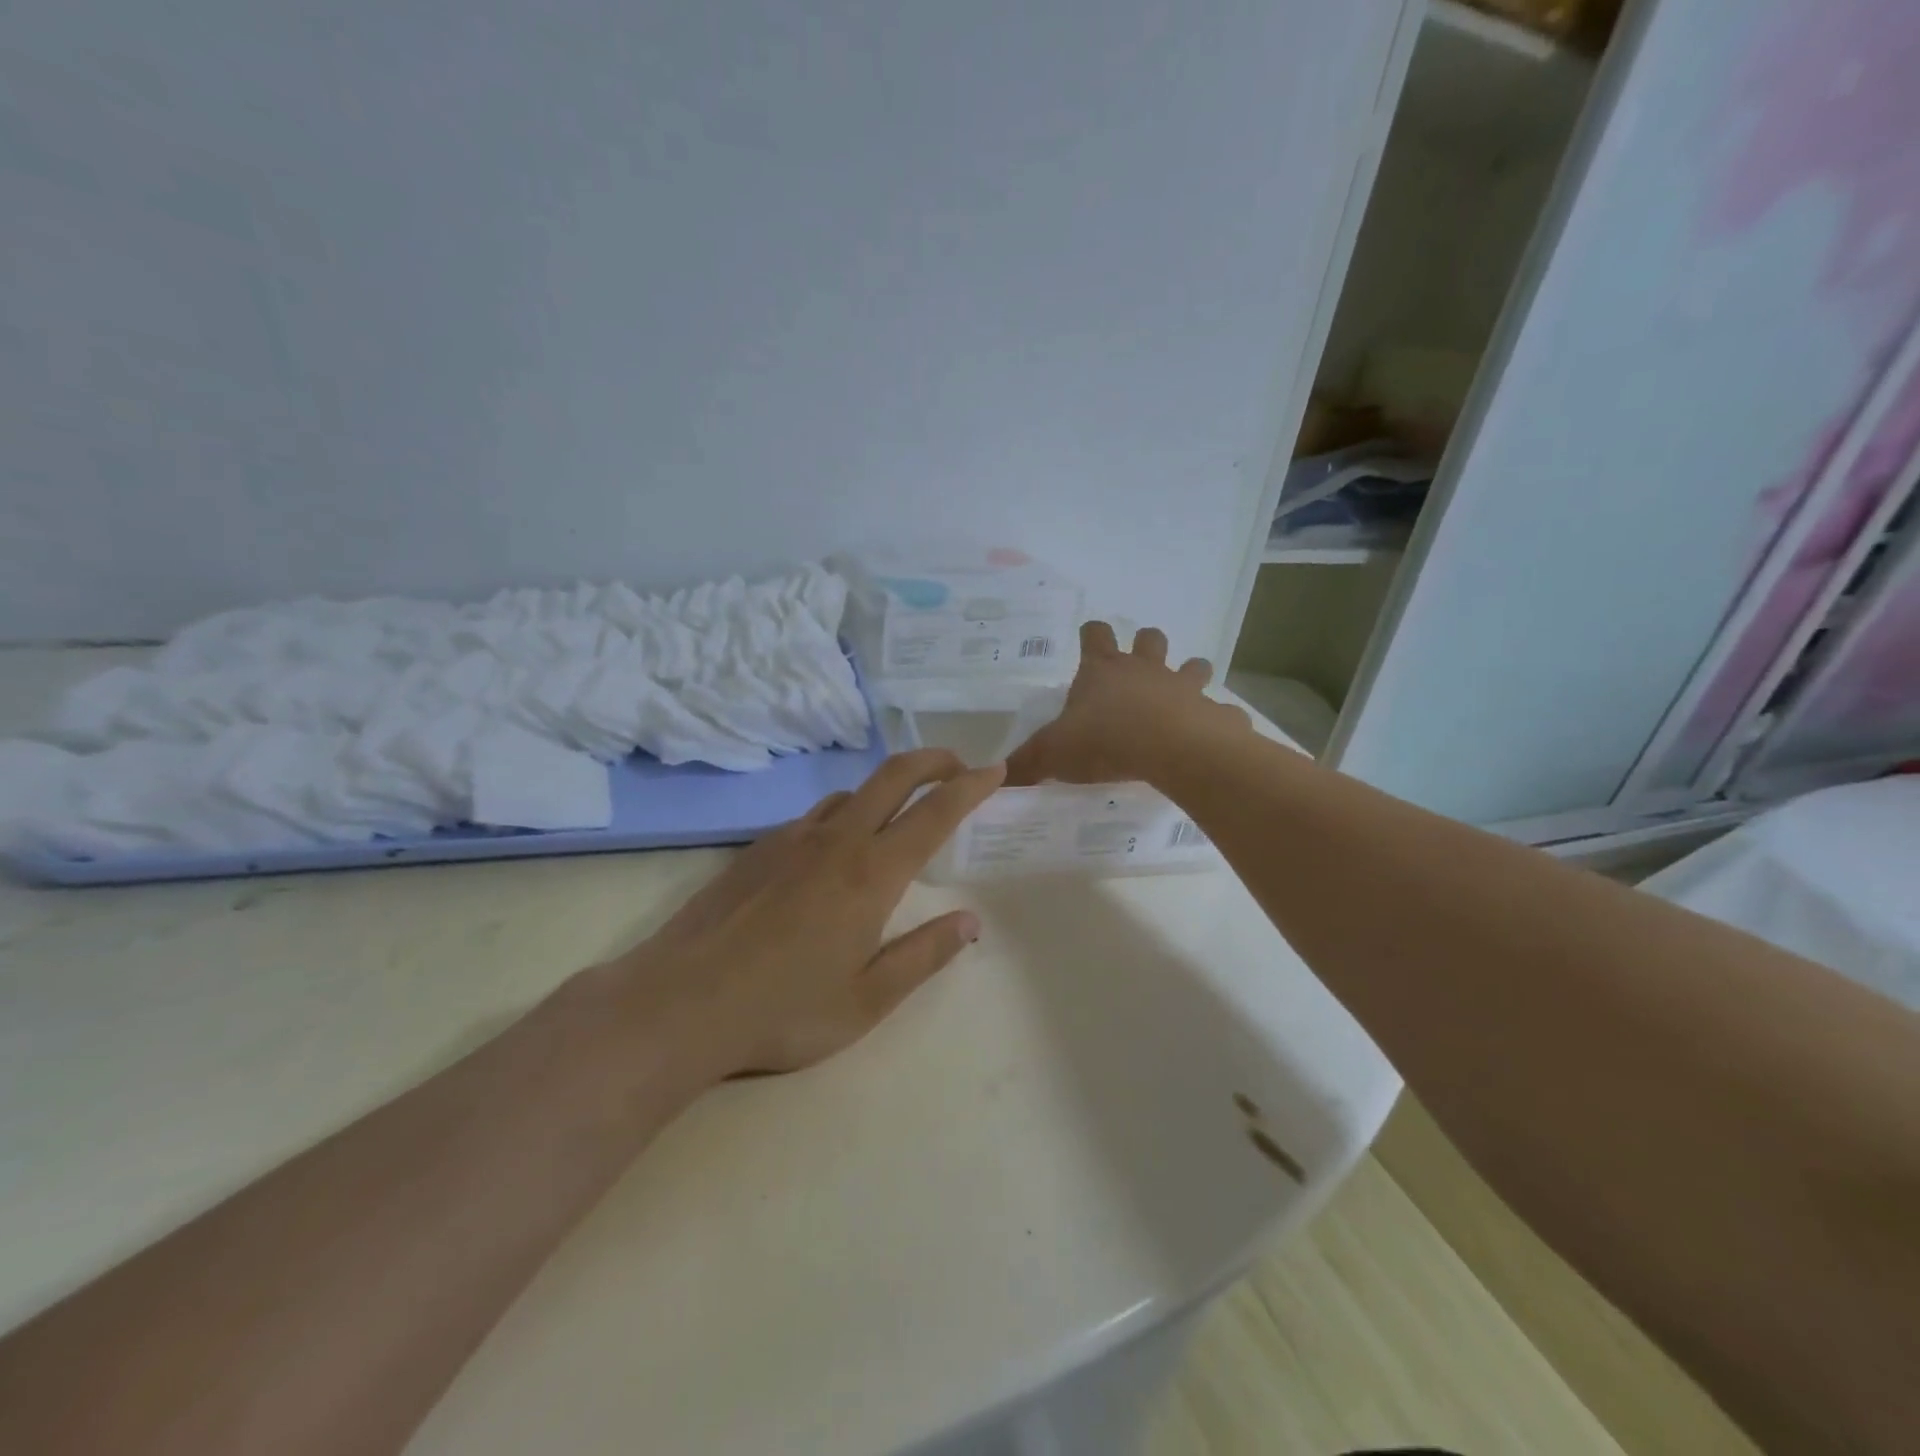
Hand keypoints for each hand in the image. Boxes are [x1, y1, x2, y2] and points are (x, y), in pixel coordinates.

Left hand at [614, 749, 1004, 1077]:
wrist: (681, 1002)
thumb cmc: (785, 1008)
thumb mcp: (868, 999)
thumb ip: (924, 955)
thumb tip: (971, 923)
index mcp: (872, 873)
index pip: (935, 813)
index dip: (971, 787)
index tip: (994, 771)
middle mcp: (837, 840)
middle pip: (893, 776)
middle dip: (933, 760)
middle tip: (958, 764)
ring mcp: (792, 838)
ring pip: (851, 793)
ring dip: (886, 787)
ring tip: (899, 811)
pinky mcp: (758, 848)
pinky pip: (814, 816)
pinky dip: (843, 814)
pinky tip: (833, 849)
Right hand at [1004, 621, 1248, 786]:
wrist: (1172, 750)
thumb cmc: (1106, 741)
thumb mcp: (1053, 754)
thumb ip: (1026, 764)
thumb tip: (996, 779)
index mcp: (1103, 671)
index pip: (1095, 635)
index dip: (1092, 635)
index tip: (1090, 638)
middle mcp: (1145, 671)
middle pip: (1149, 639)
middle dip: (1146, 645)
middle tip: (1140, 664)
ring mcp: (1184, 688)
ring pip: (1194, 666)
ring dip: (1190, 674)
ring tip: (1183, 694)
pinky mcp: (1214, 713)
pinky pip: (1222, 712)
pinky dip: (1217, 720)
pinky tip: (1210, 736)